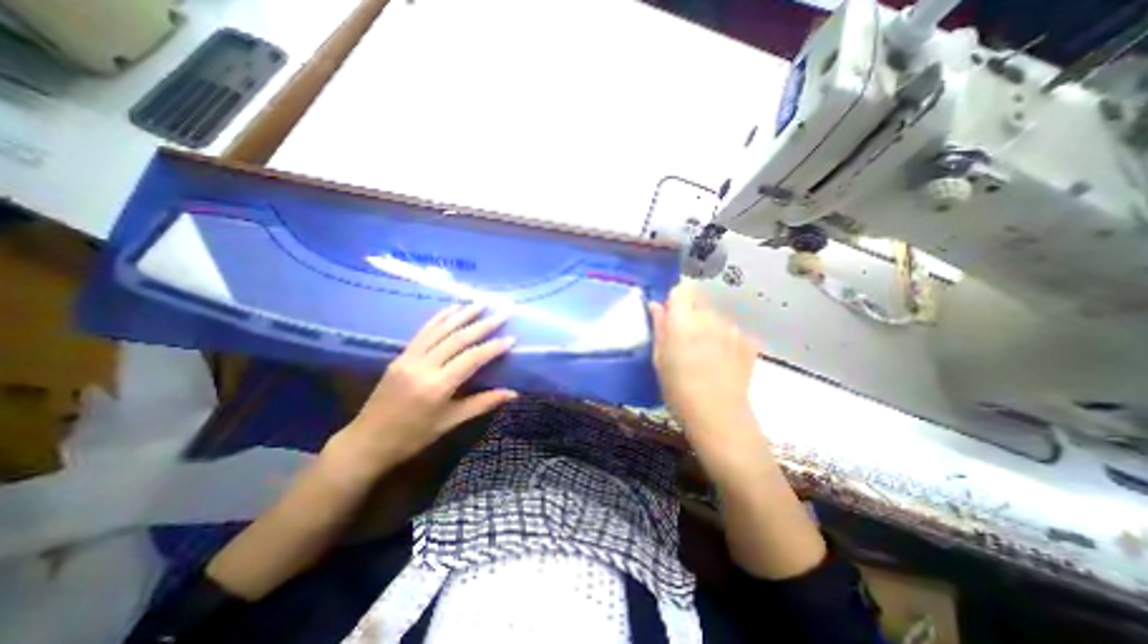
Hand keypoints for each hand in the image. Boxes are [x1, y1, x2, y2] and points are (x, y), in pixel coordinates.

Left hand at [324, 303, 517, 480]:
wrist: (367, 442)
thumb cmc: (413, 437)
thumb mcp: (450, 422)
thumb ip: (482, 403)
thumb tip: (513, 393)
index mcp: (437, 386)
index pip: (471, 359)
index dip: (493, 347)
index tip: (512, 337)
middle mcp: (423, 366)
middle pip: (458, 339)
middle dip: (483, 324)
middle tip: (503, 313)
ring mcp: (409, 358)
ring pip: (440, 329)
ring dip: (463, 314)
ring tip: (481, 303)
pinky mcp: (400, 355)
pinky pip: (423, 331)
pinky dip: (439, 317)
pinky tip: (452, 308)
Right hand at [644, 285, 759, 455]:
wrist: (719, 416)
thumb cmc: (679, 390)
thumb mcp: (659, 359)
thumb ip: (659, 327)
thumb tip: (656, 305)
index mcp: (684, 321)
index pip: (682, 289)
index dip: (676, 299)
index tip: (671, 315)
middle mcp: (710, 318)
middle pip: (700, 301)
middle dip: (691, 313)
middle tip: (685, 338)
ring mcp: (732, 329)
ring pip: (716, 316)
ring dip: (708, 326)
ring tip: (705, 354)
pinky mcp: (748, 342)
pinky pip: (731, 331)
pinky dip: (724, 339)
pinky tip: (721, 361)